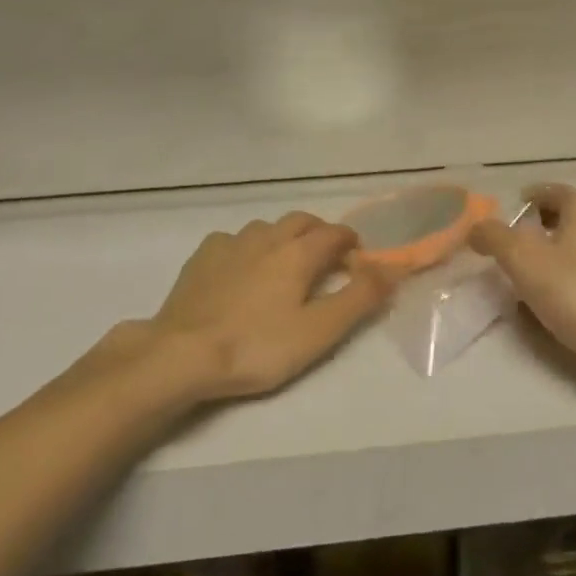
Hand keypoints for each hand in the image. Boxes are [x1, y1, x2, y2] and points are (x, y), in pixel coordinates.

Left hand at [147, 212, 392, 400]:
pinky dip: (249, 248)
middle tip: (327, 260)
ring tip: (285, 266)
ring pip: (267, 227)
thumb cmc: (257, 346)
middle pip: (302, 221)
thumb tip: (392, 268)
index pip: (335, 233)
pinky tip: (243, 271)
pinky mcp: (203, 255)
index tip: (358, 262)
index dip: (352, 243)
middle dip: (320, 234)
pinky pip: (235, 240)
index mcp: (298, 252)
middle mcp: (266, 236)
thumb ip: (359, 298)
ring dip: (284, 238)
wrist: (182, 354)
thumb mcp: (318, 331)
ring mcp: (231, 242)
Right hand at [469, 183, 575, 365]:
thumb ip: (493, 236)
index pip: (553, 190)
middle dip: (537, 225)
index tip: (506, 214)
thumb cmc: (571, 290)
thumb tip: (476, 228)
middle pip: (565, 216)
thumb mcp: (521, 259)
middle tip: (511, 242)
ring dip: (551, 251)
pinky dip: (566, 272)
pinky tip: (550, 294)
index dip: (527, 198)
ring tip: (525, 271)